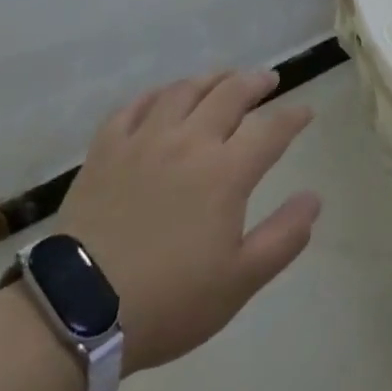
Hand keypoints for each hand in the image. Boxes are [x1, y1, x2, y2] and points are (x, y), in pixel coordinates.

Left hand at [53, 70, 320, 373]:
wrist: (78, 312)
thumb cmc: (169, 300)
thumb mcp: (240, 281)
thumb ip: (283, 237)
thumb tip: (313, 197)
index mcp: (226, 172)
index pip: (271, 130)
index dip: (292, 117)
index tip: (305, 111)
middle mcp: (189, 142)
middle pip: (229, 95)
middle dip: (255, 83)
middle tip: (268, 79)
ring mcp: (143, 141)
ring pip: (183, 91)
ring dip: (210, 79)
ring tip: (223, 78)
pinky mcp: (105, 150)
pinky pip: (133, 107)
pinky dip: (154, 95)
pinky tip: (162, 97)